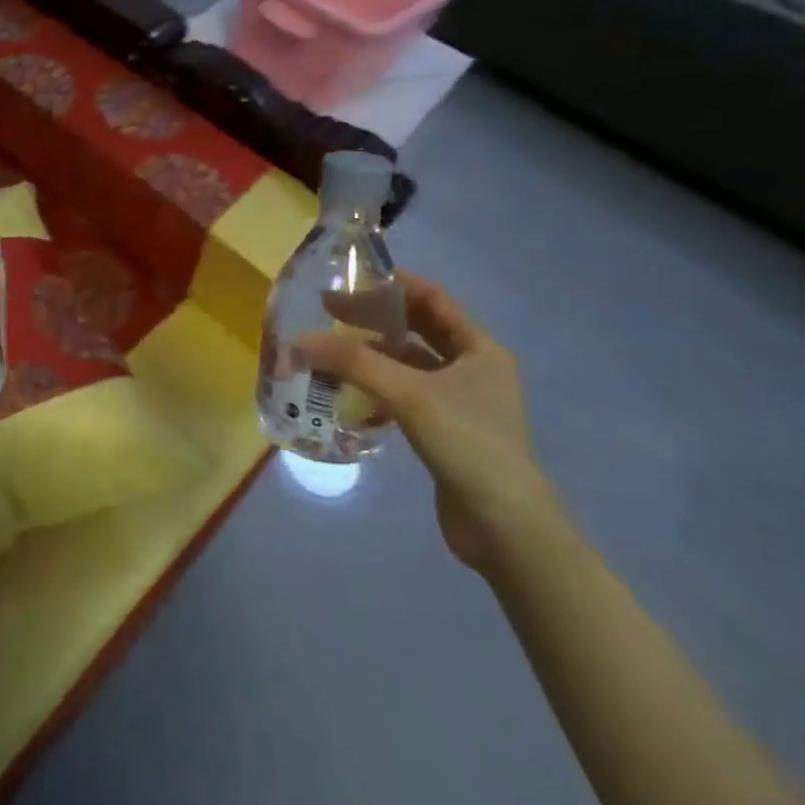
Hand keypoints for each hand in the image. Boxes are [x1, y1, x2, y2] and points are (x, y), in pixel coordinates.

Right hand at [297, 272, 556, 574]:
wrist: (505, 527)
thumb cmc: (467, 444)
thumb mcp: (409, 394)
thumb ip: (354, 363)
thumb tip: (298, 341)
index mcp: (480, 349)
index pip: (433, 299)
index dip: (394, 284)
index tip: (351, 278)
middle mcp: (474, 370)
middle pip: (418, 331)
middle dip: (375, 319)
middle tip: (329, 313)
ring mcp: (461, 403)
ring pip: (409, 365)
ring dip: (373, 356)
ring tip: (331, 352)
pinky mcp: (445, 432)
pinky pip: (405, 397)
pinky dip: (378, 390)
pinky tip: (349, 396)